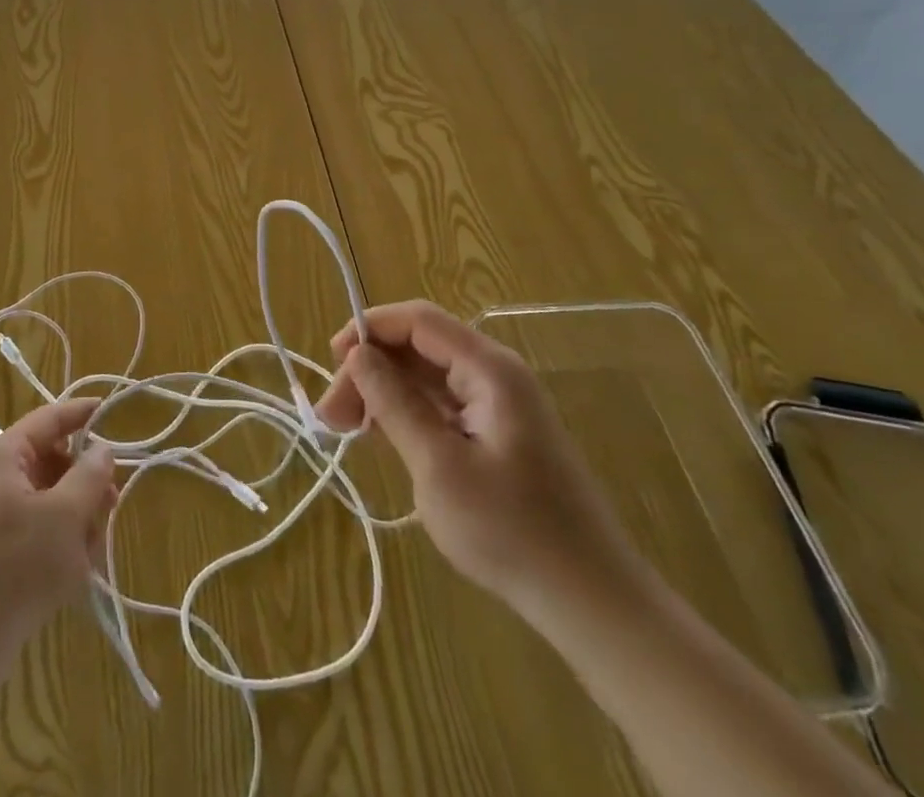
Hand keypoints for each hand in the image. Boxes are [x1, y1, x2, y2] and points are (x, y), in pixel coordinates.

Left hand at [0, 399, 117, 651]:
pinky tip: (72, 576)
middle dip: (84, 483)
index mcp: (3, 456)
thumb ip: (90, 476)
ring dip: (75, 519)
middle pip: (52, 462)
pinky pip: (34, 531)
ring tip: (88, 554)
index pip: (50, 419)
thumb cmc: (14, 567)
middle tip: (111, 506)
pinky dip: (57, 544)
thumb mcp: (65, 517)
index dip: (83, 414)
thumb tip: (102, 449)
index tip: (114, 411)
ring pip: (47, 500)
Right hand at [315, 301, 643, 623]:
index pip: (418, 320)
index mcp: (489, 369)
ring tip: (346, 428)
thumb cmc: (511, 530)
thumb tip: (357, 355)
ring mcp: (498, 404)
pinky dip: (406, 413)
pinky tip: (380, 437)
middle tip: (332, 415)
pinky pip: (441, 404)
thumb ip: (395, 403)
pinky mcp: (497, 433)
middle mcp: (495, 374)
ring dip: (383, 392)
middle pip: (418, 346)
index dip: (369, 328)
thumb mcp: (438, 465)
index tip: (332, 361)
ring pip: (426, 376)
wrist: (591, 602)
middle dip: (370, 369)